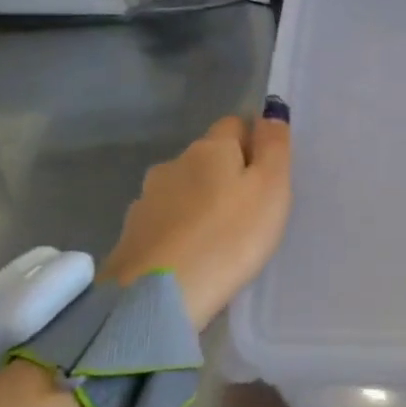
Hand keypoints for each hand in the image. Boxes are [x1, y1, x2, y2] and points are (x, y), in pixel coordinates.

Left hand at [100, 98, 292, 329]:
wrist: (158, 296)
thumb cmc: (229, 236)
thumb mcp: (271, 188)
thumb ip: (274, 146)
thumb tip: (272, 110)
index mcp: (210, 148)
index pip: (235, 124)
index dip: (254, 143)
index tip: (268, 175)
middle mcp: (174, 164)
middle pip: (207, 157)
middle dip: (225, 173)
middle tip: (249, 210)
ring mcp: (147, 199)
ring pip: (183, 188)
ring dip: (199, 202)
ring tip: (218, 236)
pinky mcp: (131, 234)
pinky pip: (165, 220)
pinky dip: (179, 229)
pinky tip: (191, 253)